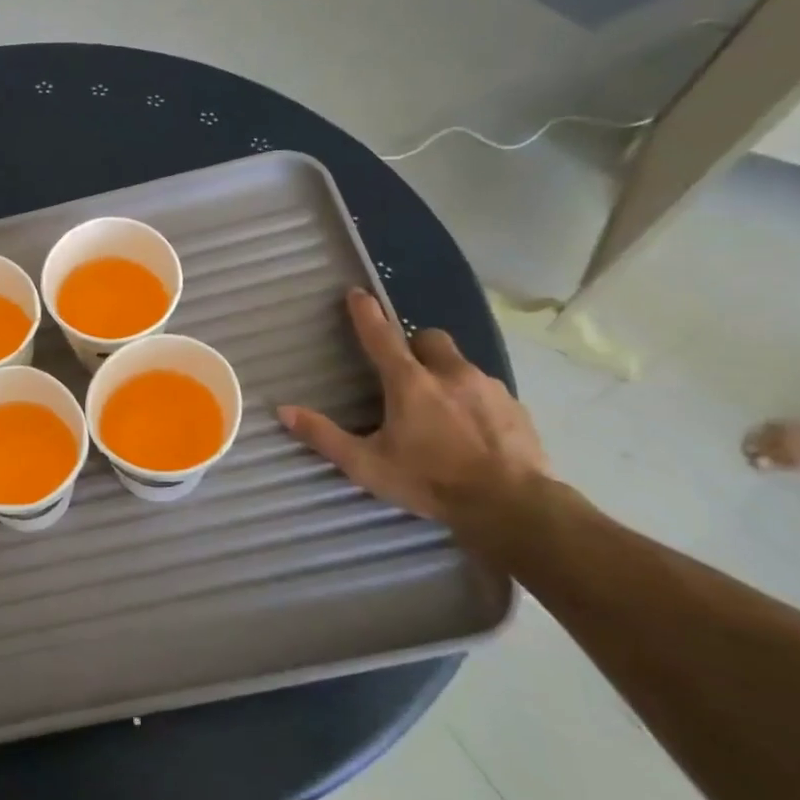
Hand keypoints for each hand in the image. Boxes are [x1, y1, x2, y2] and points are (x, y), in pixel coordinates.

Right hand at [279, 289, 547, 524]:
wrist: (511, 506)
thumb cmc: (429, 481)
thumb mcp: (366, 464)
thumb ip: (324, 436)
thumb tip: (283, 411)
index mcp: (409, 383)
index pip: (381, 336)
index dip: (366, 313)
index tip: (357, 293)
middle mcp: (450, 374)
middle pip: (429, 338)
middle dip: (415, 345)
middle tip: (405, 372)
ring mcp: (488, 388)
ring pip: (461, 364)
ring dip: (445, 375)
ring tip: (439, 410)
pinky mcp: (516, 408)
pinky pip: (488, 391)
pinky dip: (473, 400)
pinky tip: (471, 430)